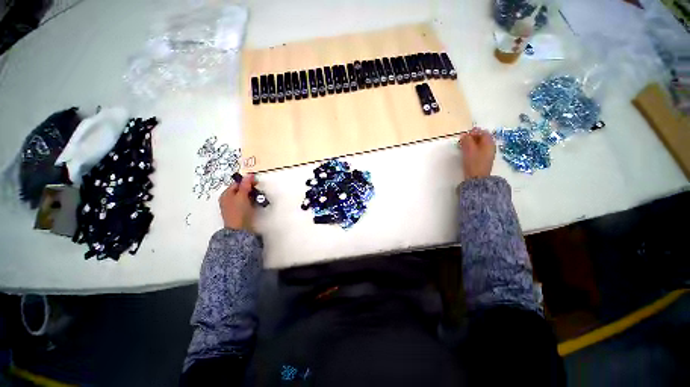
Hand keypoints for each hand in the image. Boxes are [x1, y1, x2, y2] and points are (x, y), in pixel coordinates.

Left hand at [219, 174, 256, 231]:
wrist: (239, 229)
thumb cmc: (239, 211)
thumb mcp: (242, 196)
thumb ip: (246, 185)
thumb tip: (249, 175)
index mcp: (226, 194)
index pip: (237, 184)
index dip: (247, 182)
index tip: (256, 183)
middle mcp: (228, 199)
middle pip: (240, 190)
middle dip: (250, 189)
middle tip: (258, 191)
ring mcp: (233, 206)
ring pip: (244, 196)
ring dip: (252, 196)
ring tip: (258, 198)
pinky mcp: (239, 212)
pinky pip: (245, 203)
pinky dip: (251, 202)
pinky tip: (255, 204)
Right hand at [458, 128, 495, 178]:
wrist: (477, 178)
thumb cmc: (473, 162)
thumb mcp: (469, 149)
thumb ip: (466, 140)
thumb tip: (465, 135)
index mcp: (489, 142)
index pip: (482, 132)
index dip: (473, 132)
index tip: (464, 136)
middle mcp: (491, 146)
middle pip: (482, 138)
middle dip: (472, 138)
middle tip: (462, 141)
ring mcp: (488, 153)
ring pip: (480, 144)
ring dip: (471, 144)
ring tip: (463, 147)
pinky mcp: (484, 159)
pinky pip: (479, 150)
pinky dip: (473, 149)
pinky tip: (467, 154)